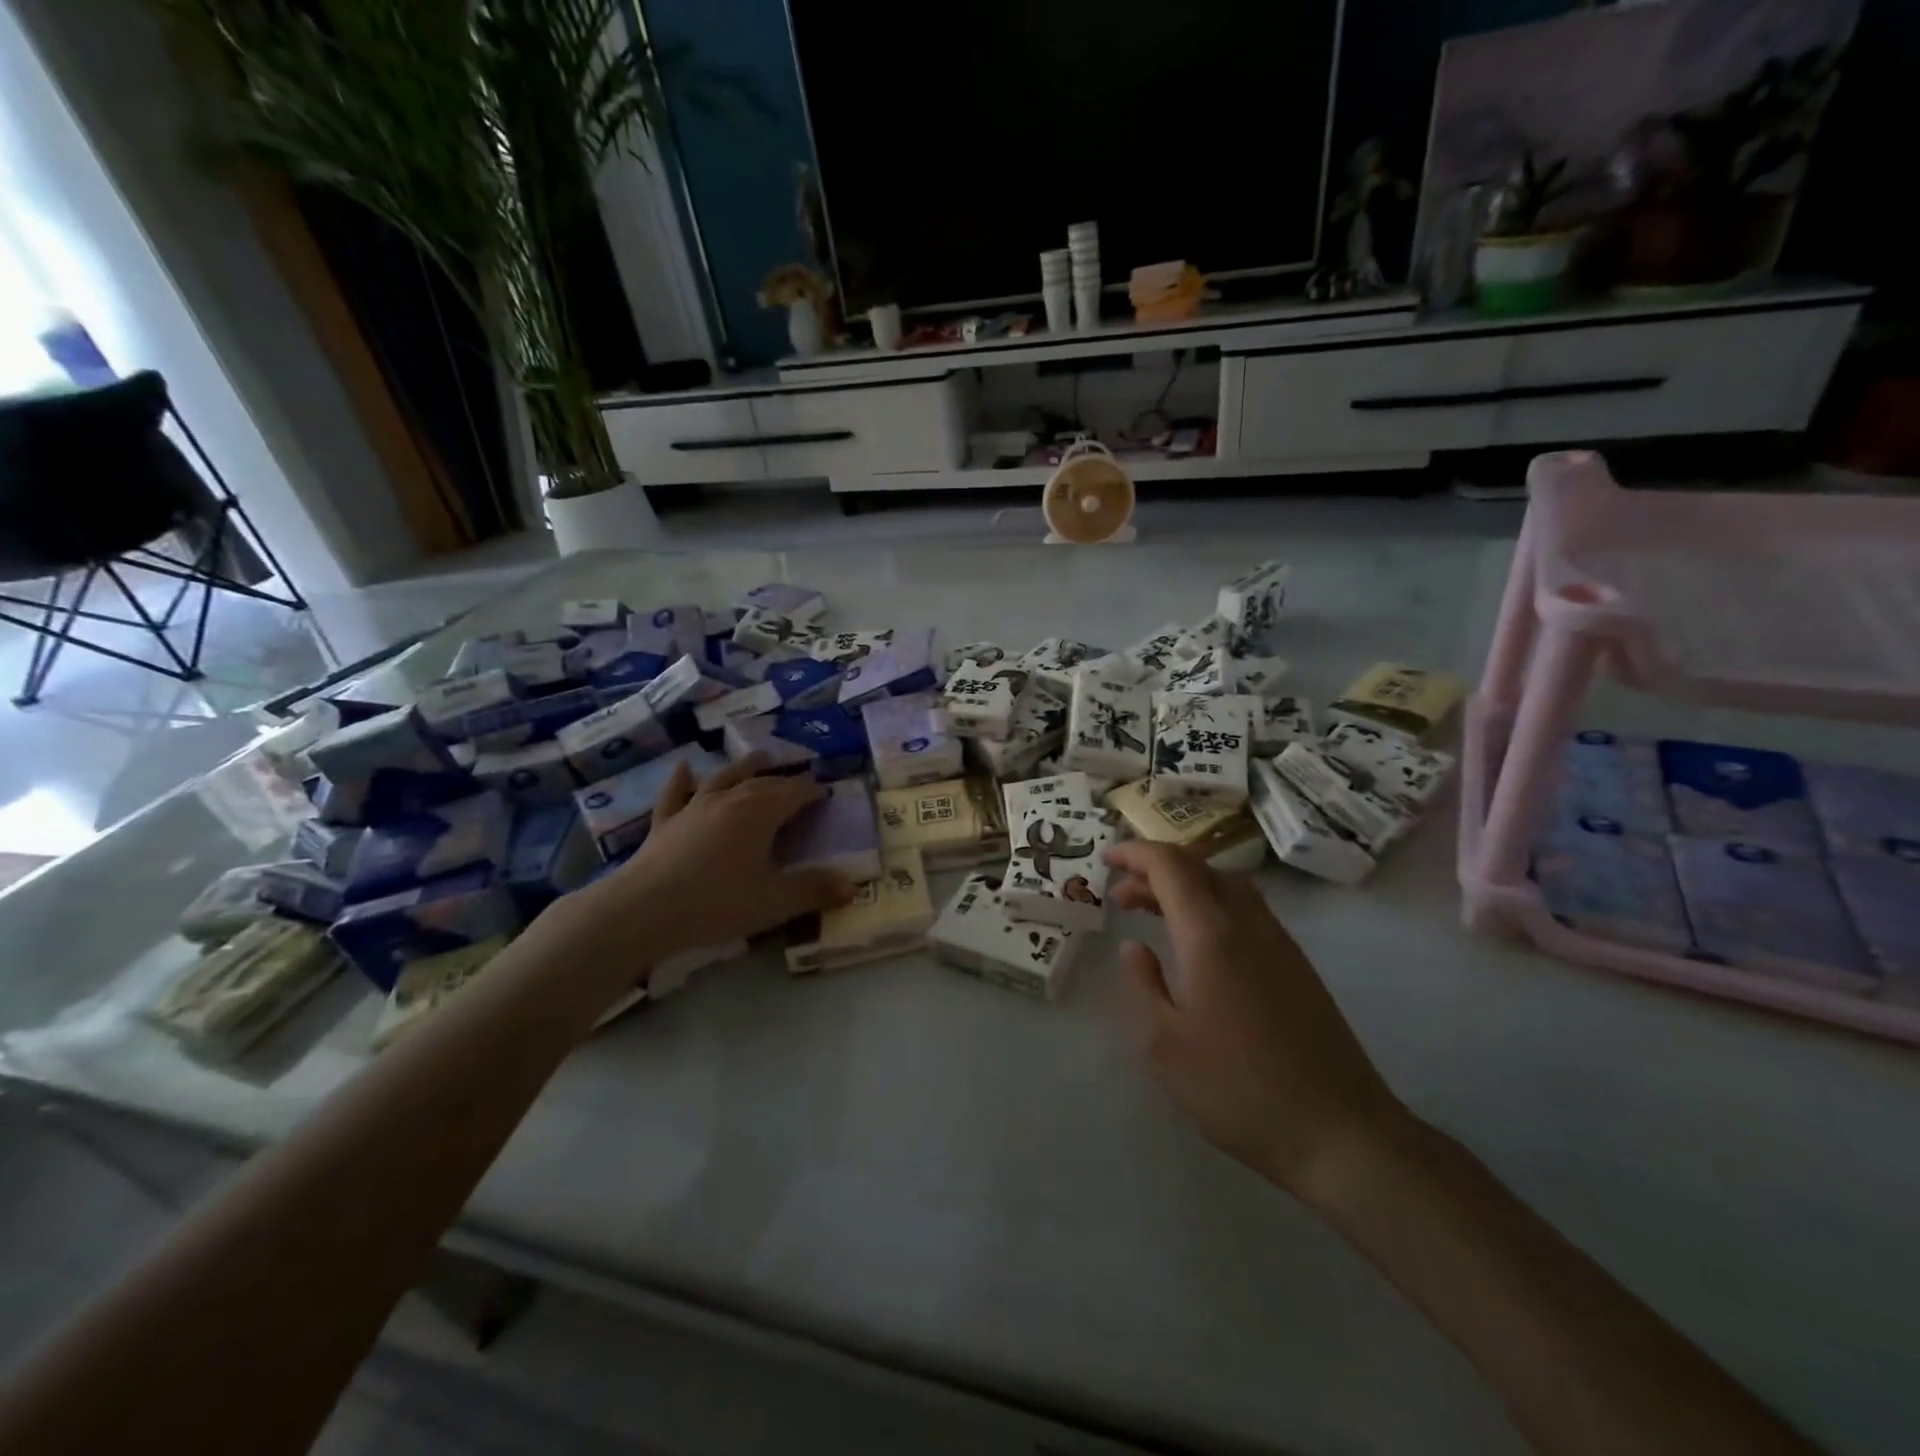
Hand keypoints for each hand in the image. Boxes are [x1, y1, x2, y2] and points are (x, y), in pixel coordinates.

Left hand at [564, 755, 856, 965]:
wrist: (643, 909)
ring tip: (759, 757)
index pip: (795, 792)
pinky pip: (677, 793)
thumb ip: (814, 891)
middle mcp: (730, 798)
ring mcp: (694, 806)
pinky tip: (685, 768)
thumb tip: (853, 887)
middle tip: (799, 782)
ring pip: (725, 777)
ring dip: (745, 766)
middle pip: (764, 781)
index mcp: (761, 811)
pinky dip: (683, 779)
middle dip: (785, 780)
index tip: (826, 795)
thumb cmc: (717, 901)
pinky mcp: (665, 822)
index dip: (813, 792)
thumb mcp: (775, 901)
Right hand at [1105, 842, 1407, 1201]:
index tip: (1107, 857)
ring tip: (1155, 913)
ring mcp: (1280, 943)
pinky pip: (1247, 911)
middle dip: (1156, 869)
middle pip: (1201, 868)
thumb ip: (1141, 985)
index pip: (1170, 866)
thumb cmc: (1238, 1088)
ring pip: (1228, 886)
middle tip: (1122, 894)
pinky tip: (1200, 946)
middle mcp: (1248, 924)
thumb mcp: (1163, 1044)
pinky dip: (1212, 906)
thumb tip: (1135, 948)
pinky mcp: (1298, 967)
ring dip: (1187, 885)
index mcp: (1210, 934)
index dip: (1136, 853)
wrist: (1340, 1132)